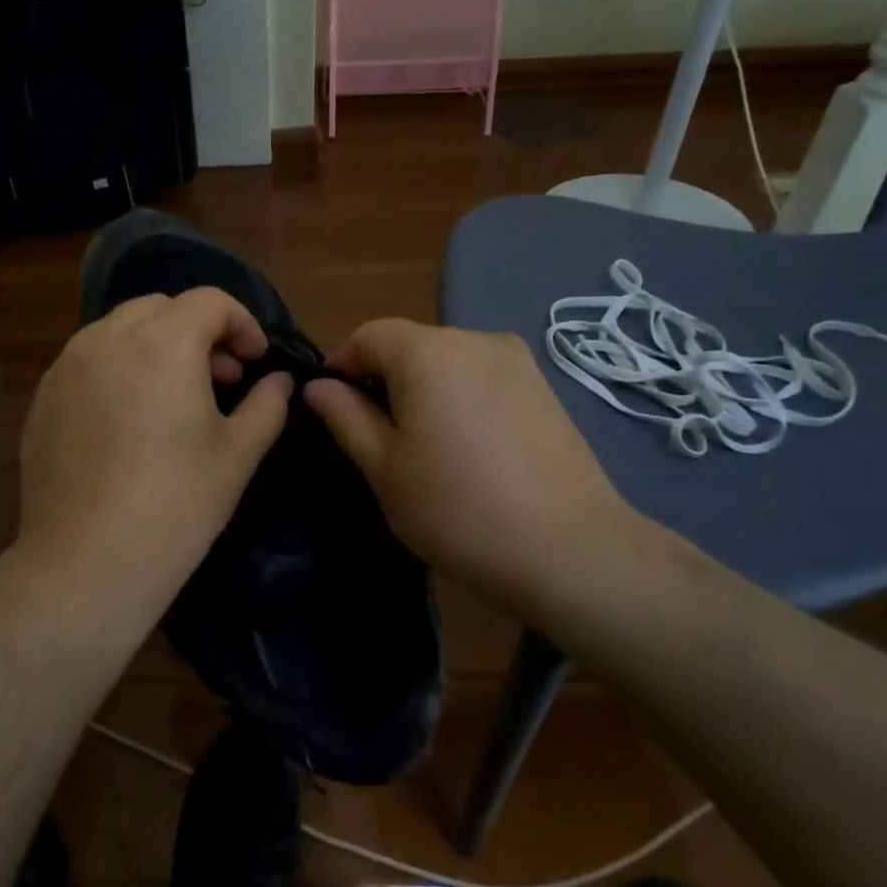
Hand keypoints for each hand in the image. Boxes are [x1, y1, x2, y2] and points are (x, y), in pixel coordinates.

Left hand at [16, 288, 292, 619]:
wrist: (86, 563)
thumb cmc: (175, 506)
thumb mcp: (237, 455)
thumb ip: (267, 405)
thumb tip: (278, 381)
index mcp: (161, 343)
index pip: (209, 301)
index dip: (242, 323)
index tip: (255, 360)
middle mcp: (106, 339)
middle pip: (161, 307)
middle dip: (198, 330)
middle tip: (220, 377)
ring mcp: (66, 367)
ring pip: (118, 330)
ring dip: (156, 345)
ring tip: (174, 396)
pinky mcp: (42, 398)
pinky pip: (88, 361)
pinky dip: (118, 367)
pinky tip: (129, 419)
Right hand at [304, 319, 647, 614]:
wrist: (569, 551)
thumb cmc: (458, 510)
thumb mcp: (384, 468)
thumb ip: (345, 417)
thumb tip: (318, 386)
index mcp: (429, 352)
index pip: (368, 335)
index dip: (341, 366)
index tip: (333, 411)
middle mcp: (475, 339)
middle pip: (410, 344)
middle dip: (383, 379)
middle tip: (377, 438)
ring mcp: (518, 360)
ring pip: (448, 361)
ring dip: (423, 389)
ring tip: (426, 447)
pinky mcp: (544, 386)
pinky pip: (482, 377)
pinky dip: (461, 397)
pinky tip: (469, 448)